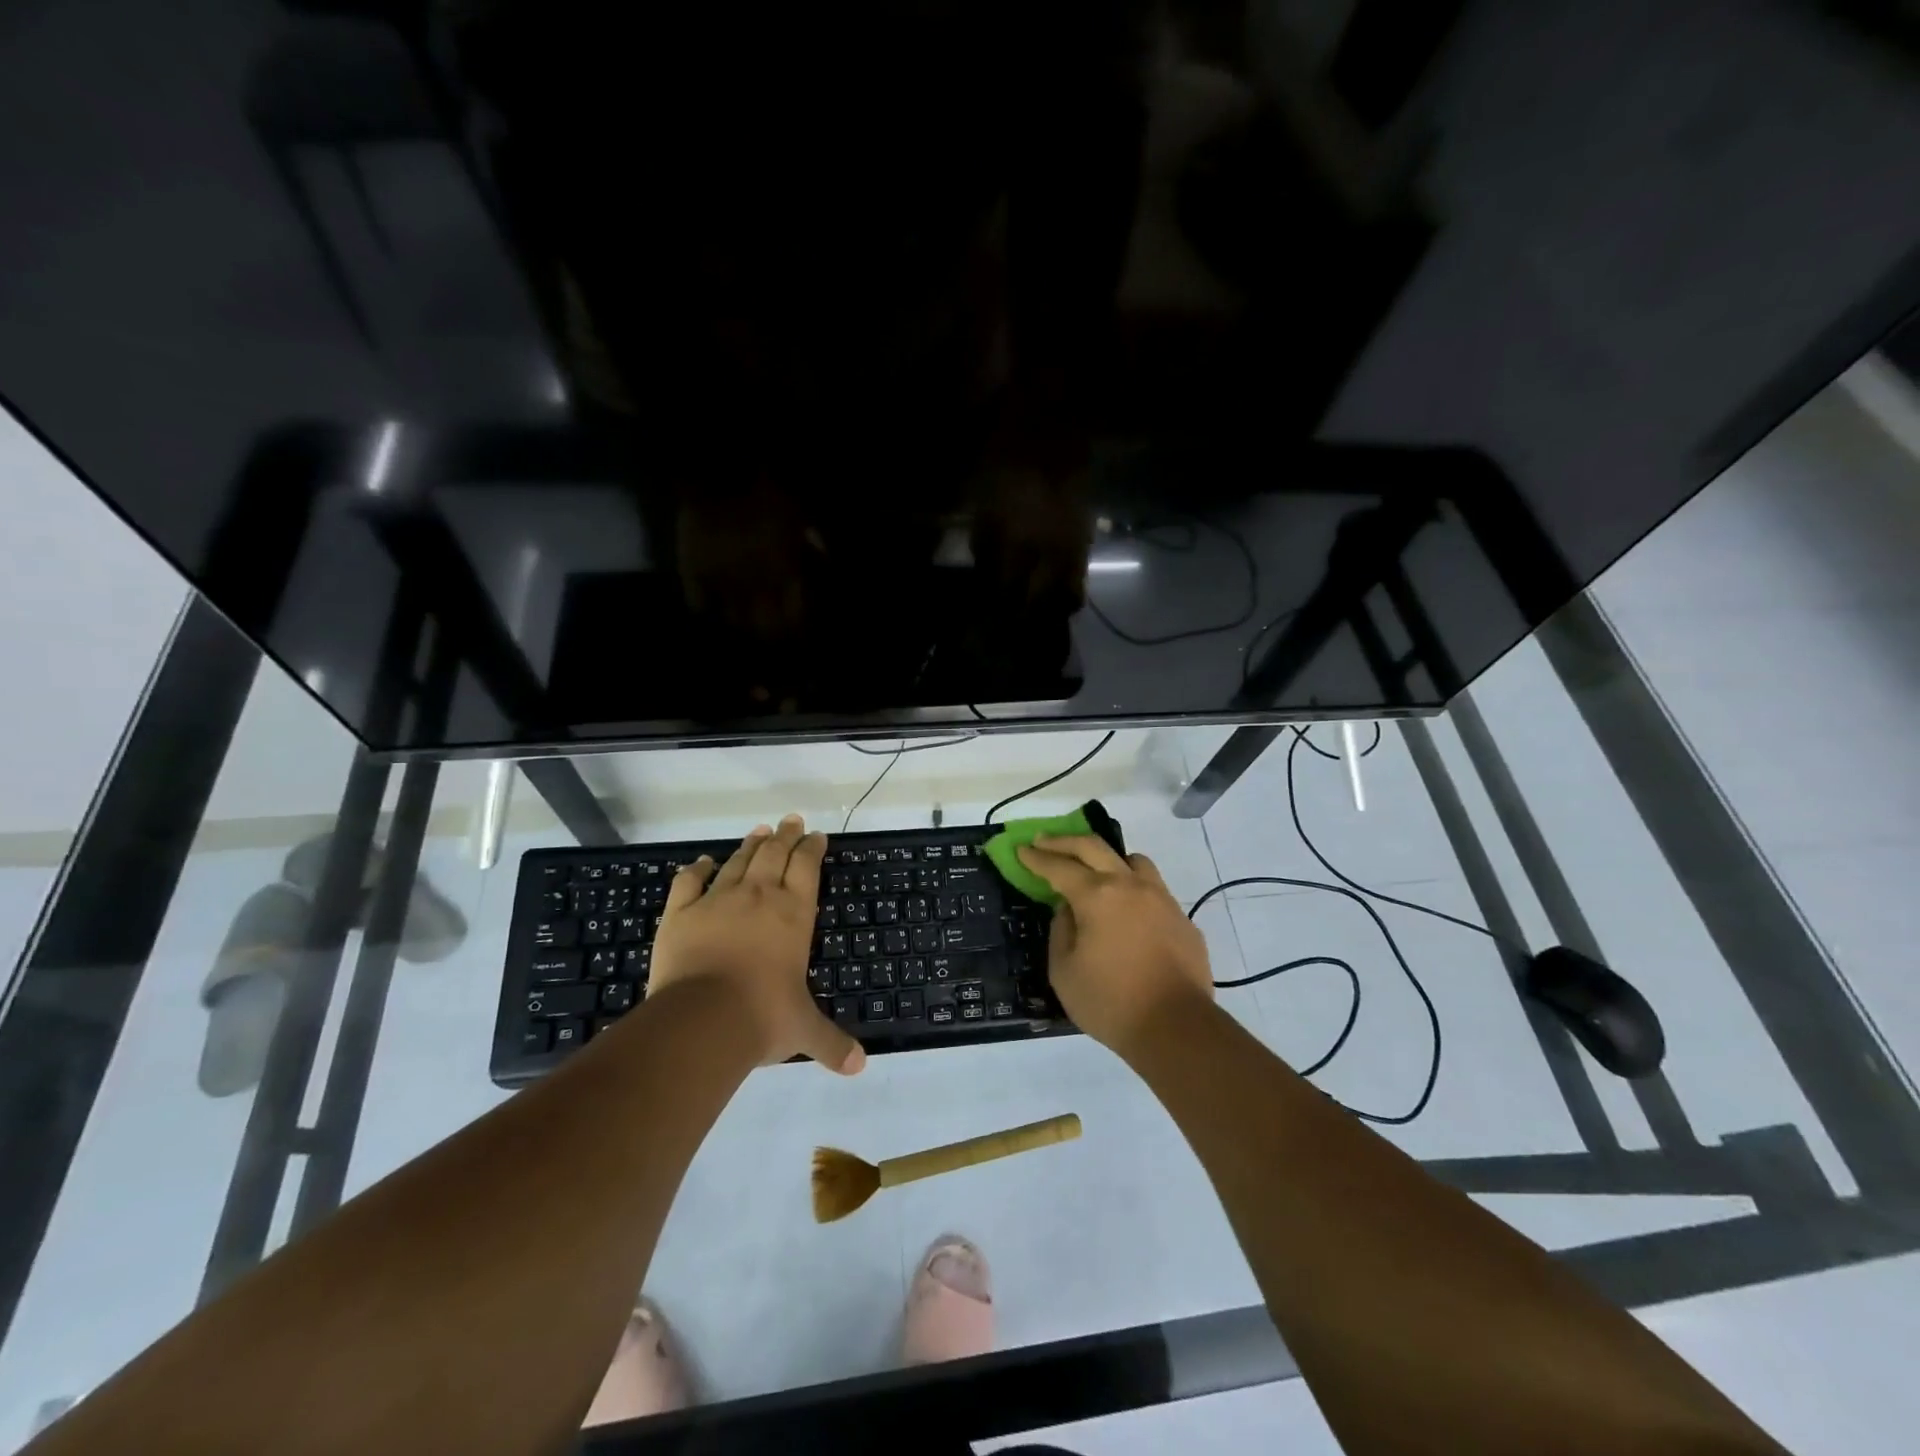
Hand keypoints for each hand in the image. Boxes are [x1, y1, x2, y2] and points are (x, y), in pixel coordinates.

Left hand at [650, 815, 865, 1074]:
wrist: (702, 1020)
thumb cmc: (763, 1017)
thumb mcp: (804, 1030)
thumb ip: (832, 1043)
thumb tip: (859, 1067)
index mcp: (793, 914)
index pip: (807, 868)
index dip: (812, 848)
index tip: (816, 835)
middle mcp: (758, 897)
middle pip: (774, 854)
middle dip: (786, 835)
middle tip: (791, 820)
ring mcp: (717, 901)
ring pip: (737, 862)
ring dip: (751, 844)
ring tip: (760, 831)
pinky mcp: (680, 913)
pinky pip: (689, 882)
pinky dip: (698, 869)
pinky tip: (703, 861)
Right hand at [1016, 835, 1213, 1056]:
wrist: (1177, 1028)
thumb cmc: (1111, 1003)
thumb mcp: (1064, 972)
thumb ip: (1061, 932)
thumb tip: (1068, 910)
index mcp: (1097, 896)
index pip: (1059, 867)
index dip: (1037, 857)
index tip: (1022, 848)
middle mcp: (1130, 886)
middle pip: (1094, 847)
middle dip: (1064, 841)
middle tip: (1044, 841)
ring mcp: (1161, 898)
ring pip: (1132, 860)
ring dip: (1107, 858)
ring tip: (1095, 871)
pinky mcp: (1181, 918)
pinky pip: (1153, 889)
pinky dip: (1133, 888)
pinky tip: (1127, 911)